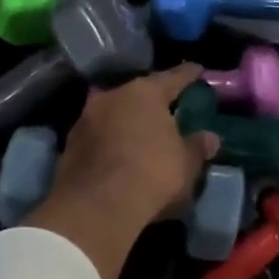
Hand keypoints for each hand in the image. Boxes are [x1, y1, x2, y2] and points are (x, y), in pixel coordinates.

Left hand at [22, 64, 221, 278]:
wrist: (96, 207)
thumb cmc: (152, 174)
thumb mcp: (187, 164)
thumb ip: (197, 147)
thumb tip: (210, 138)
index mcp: (145, 93)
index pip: (173, 78)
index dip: (188, 75)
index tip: (197, 70)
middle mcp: (112, 96)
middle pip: (137, 94)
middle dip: (151, 101)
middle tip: (166, 109)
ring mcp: (85, 119)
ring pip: (114, 114)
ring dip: (126, 122)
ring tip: (141, 134)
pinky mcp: (69, 146)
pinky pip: (98, 137)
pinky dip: (110, 142)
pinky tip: (119, 156)